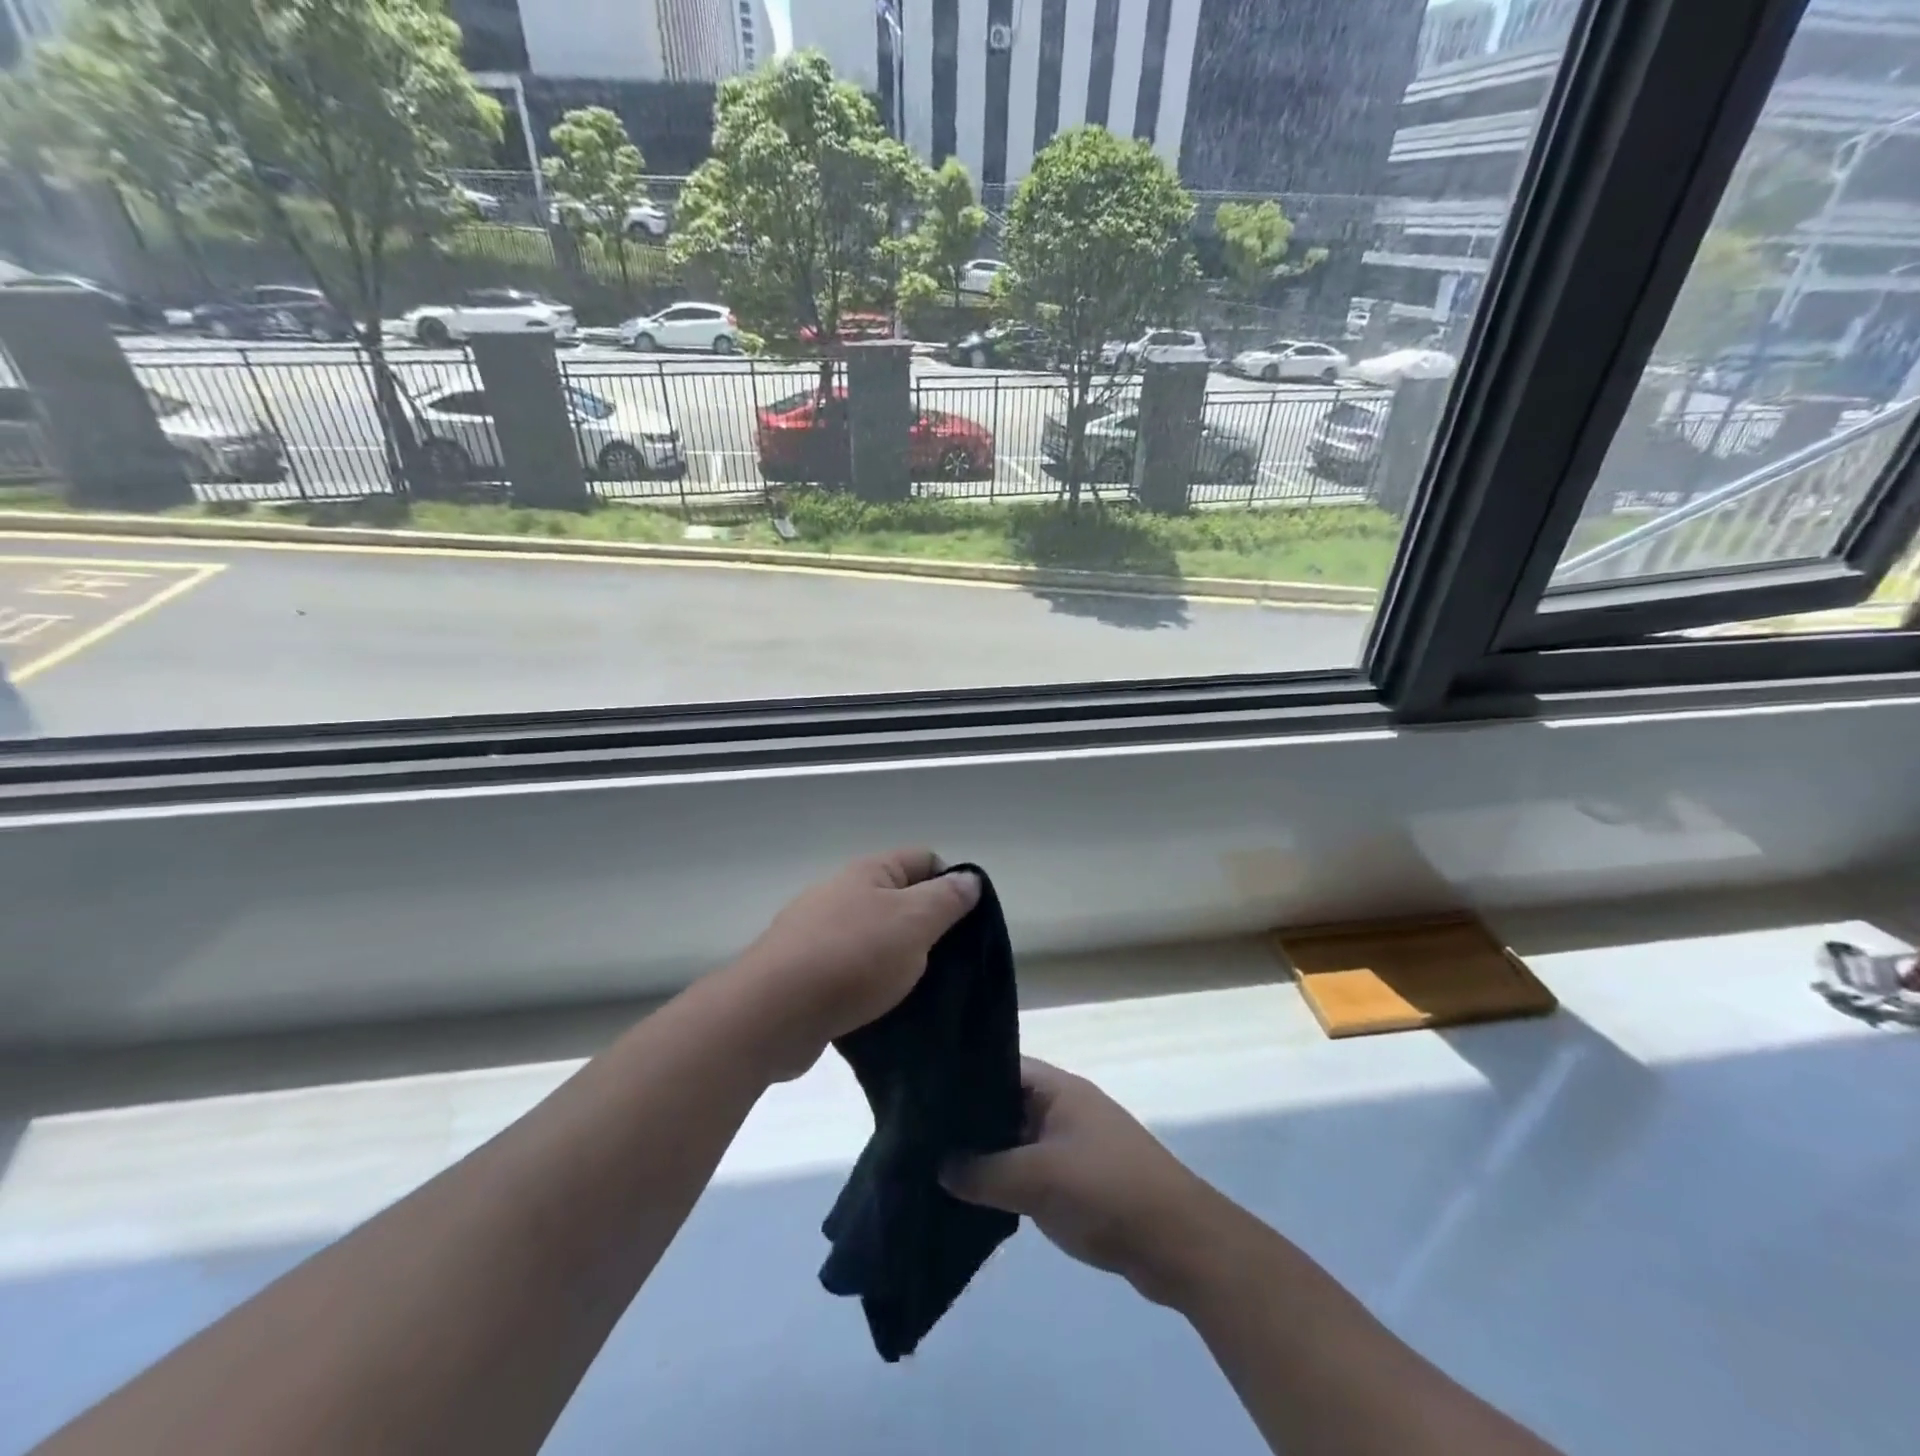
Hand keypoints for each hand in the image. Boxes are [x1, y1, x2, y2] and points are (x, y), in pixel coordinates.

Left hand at [733, 848, 980, 1075]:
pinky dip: (872, 984)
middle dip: (928, 925)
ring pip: (876, 937)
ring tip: (923, 988)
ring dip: (900, 958)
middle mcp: (842, 893)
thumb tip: (969, 878)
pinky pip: (852, 970)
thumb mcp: (913, 922)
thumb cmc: (853, 957)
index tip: (969, 920)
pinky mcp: (806, 971)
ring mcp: (819, 932)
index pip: (923, 859)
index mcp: (869, 872)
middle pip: (899, 898)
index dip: (952, 882)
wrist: (773, 1012)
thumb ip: (946, 899)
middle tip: (952, 959)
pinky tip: (885, 1007)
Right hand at [942, 1058, 1227, 1304]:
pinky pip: (1032, 1172)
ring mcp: (1073, 1146)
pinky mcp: (1079, 1182)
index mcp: (1059, 1089)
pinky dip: (1007, 1182)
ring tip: (936, 1169)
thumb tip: (940, 1168)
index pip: (1001, 1067)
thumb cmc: (1108, 1190)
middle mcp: (1065, 1109)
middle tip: (919, 1137)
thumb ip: (985, 1173)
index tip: (923, 1095)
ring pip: (1018, 1142)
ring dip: (988, 1156)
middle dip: (969, 1121)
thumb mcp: (1039, 1178)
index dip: (965, 1078)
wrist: (1179, 1243)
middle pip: (1007, 1105)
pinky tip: (976, 1200)